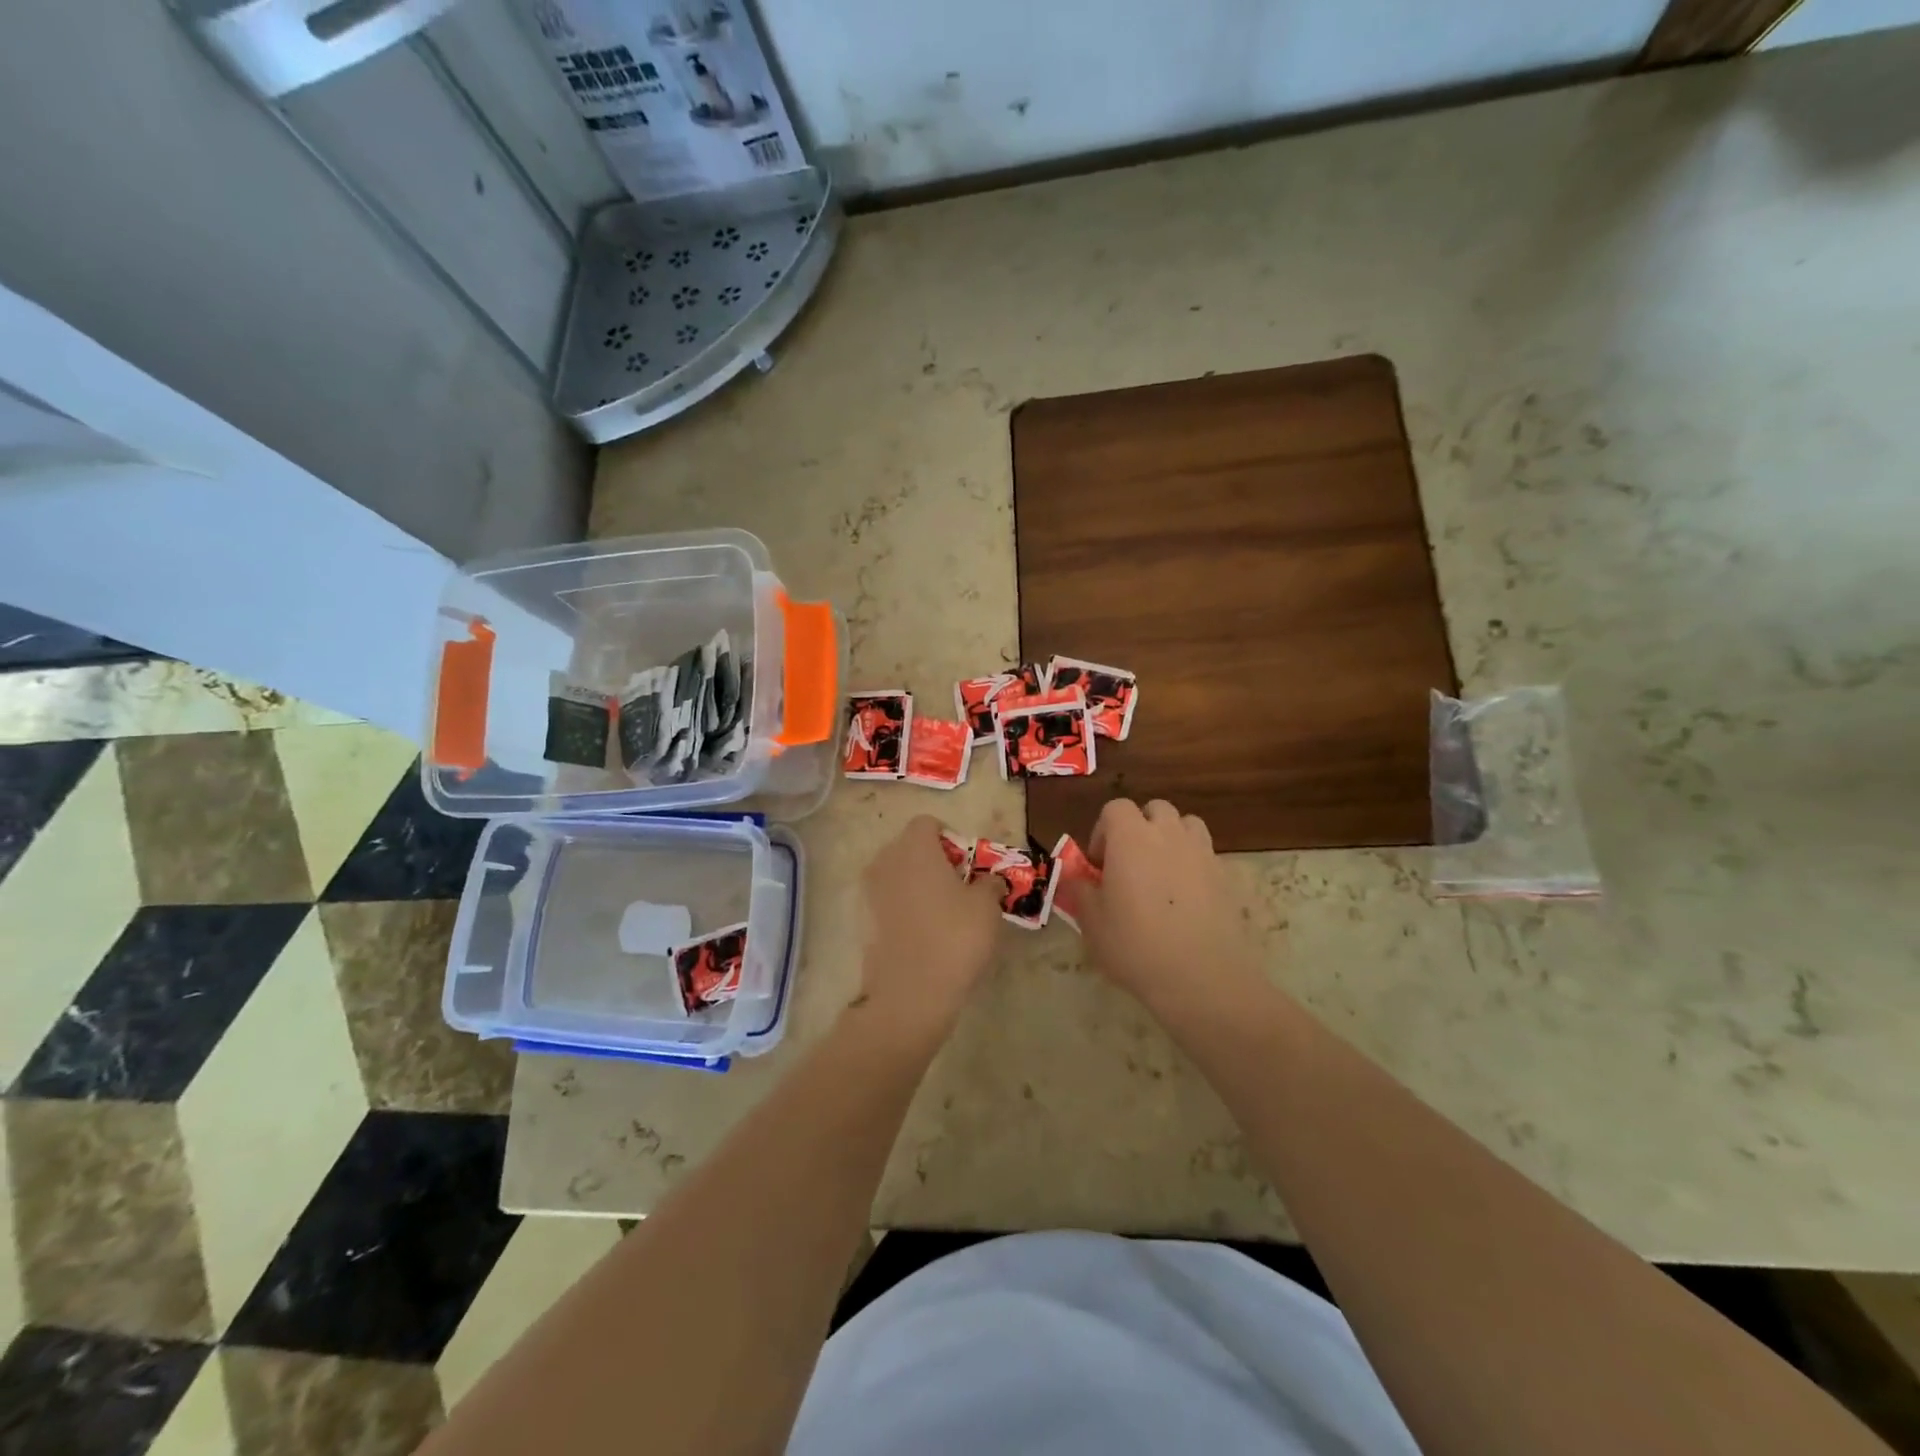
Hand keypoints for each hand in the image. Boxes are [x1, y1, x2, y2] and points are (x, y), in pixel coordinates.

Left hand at [853, 815, 1002, 1044]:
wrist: (909, 994)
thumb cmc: (954, 938)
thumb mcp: (987, 907)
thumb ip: (990, 883)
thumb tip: (990, 879)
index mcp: (914, 848)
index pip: (927, 824)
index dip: (950, 838)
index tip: (967, 864)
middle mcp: (885, 861)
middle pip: (909, 847)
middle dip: (932, 859)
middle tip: (958, 886)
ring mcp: (868, 892)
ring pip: (896, 874)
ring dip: (916, 883)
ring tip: (942, 912)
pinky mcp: (862, 921)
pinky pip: (886, 901)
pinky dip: (903, 907)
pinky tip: (922, 933)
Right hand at [1076, 799, 1263, 1011]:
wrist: (1201, 977)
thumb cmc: (1135, 945)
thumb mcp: (1091, 921)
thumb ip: (1080, 890)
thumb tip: (1076, 877)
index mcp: (1131, 837)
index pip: (1115, 808)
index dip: (1103, 831)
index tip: (1099, 864)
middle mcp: (1168, 834)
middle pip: (1155, 809)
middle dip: (1140, 828)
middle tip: (1129, 864)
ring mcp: (1202, 853)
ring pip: (1186, 825)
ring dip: (1171, 838)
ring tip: (1160, 873)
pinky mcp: (1225, 876)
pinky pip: (1205, 855)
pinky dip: (1193, 864)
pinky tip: (1185, 898)